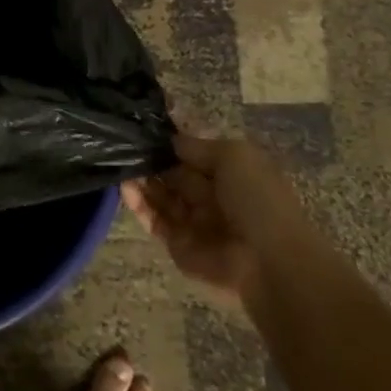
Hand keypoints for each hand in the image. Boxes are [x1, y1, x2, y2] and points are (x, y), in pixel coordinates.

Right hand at [122, 130, 306, 307]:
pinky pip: (153, 220)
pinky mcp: (177, 245)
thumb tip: (169, 141)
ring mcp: (192, 221)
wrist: (269, 263)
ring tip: (120, 164)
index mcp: (227, 174)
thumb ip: (197, 146)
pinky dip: (137, 204)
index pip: (190, 153)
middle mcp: (208, 196)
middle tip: (124, 146)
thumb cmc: (257, 200)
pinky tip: (125, 187)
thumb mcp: (234, 156)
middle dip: (149, 160)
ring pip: (158, 195)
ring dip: (140, 180)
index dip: (167, 142)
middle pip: (171, 173)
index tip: (141, 127)